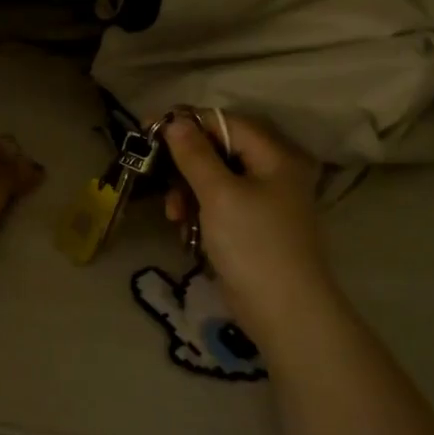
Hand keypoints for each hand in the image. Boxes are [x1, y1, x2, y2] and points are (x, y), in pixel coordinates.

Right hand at [161, 112, 339, 350]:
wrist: (285, 313)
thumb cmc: (253, 244)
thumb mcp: (218, 194)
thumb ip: (194, 154)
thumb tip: (175, 121)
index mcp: (274, 156)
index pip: (224, 122)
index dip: (186, 123)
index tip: (148, 131)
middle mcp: (273, 172)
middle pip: (218, 150)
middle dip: (185, 165)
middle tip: (159, 180)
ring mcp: (265, 202)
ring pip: (215, 180)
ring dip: (188, 193)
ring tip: (174, 216)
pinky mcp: (254, 227)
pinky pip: (220, 205)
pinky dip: (200, 213)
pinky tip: (187, 232)